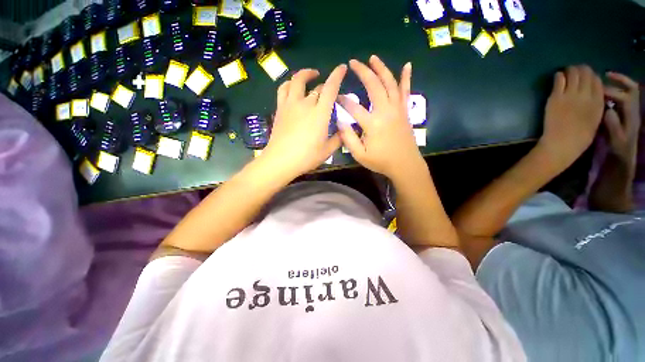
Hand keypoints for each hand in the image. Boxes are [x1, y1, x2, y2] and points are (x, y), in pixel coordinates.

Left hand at [262, 65, 346, 177]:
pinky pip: (283, 89)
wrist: (280, 161)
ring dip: (305, 74)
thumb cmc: (306, 157)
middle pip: (317, 87)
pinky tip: (293, 87)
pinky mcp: (280, 109)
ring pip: (297, 81)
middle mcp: (305, 104)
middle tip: (329, 92)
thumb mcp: (327, 151)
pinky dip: (289, 83)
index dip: (337, 76)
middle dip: (325, 86)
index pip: (330, 88)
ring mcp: (290, 105)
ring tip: (310, 75)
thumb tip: (344, 131)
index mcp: (320, 114)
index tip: (342, 68)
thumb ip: (338, 139)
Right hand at [338, 56, 423, 180]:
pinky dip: (406, 77)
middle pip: (374, 86)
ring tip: (373, 58)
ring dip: (381, 69)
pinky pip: (406, 91)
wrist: (405, 165)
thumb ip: (348, 139)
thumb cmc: (381, 161)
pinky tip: (407, 65)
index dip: (343, 100)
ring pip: (390, 83)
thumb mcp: (360, 155)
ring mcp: (397, 109)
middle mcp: (385, 111)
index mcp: (372, 124)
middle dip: (363, 72)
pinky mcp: (405, 111)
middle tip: (353, 63)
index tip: (336, 96)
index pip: (353, 107)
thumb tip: (340, 122)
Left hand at [537, 65, 604, 170]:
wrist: (562, 143)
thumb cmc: (579, 136)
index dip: (591, 75)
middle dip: (580, 69)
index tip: (586, 76)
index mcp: (598, 101)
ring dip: (569, 70)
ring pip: (572, 73)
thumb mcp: (595, 119)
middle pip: (585, 73)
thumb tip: (592, 93)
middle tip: (574, 71)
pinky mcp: (556, 97)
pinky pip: (559, 80)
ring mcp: (570, 95)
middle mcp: (586, 95)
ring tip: (566, 72)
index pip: (597, 80)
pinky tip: (558, 77)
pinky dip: (559, 76)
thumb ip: (595, 104)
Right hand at [602, 72, 640, 163]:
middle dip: (618, 80)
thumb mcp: (617, 139)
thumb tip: (608, 109)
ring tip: (605, 78)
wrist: (625, 156)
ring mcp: (631, 110)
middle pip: (631, 88)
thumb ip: (613, 124)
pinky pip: (624, 95)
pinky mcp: (626, 112)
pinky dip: (617, 89)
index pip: (625, 96)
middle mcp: (633, 109)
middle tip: (603, 76)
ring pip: (629, 90)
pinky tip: (606, 90)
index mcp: (632, 114)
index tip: (598, 90)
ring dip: (618, 82)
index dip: (612, 91)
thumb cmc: (620, 148)